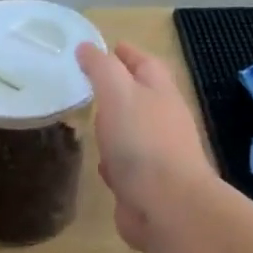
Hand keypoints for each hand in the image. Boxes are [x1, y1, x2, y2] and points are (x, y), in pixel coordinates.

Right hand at [76, 43, 215, 252]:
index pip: (145, 63)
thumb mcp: (118, 93)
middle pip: (140, 97)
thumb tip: (86, 47)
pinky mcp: (144, 185)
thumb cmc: (142, 142)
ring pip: (131, 132)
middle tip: (88, 82)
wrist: (166, 206)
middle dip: (118, 88)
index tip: (106, 46)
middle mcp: (162, 121)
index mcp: (160, 93)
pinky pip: (125, 165)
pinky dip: (113, 161)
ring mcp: (156, 155)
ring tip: (89, 119)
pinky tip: (99, 163)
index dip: (126, 53)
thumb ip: (101, 68)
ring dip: (114, 125)